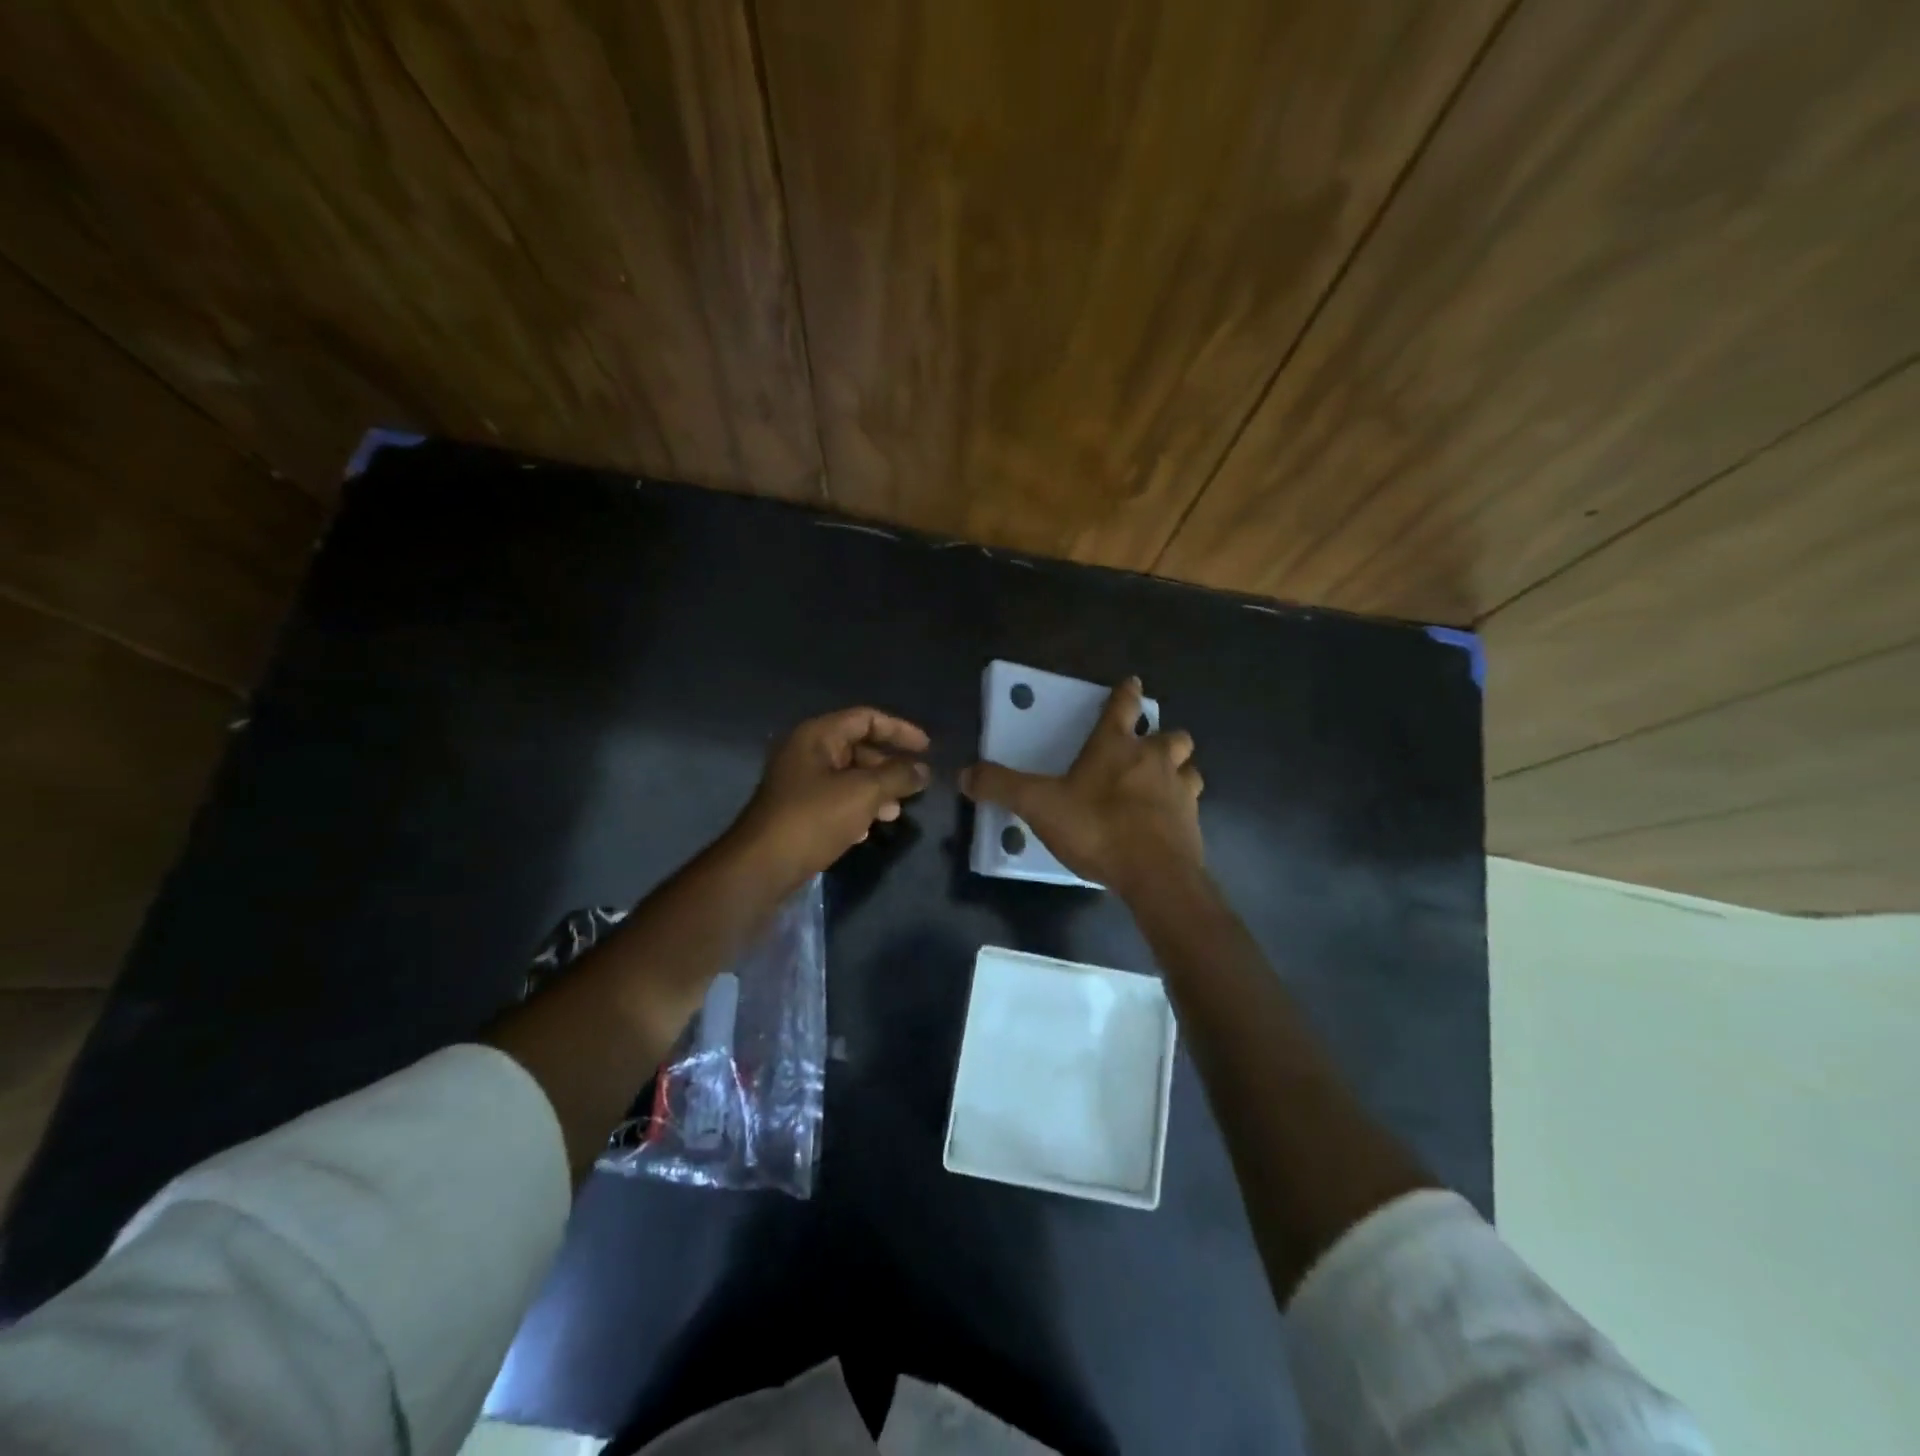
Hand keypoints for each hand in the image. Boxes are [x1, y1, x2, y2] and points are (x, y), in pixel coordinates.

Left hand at [732, 707, 931, 886]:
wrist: (762, 865)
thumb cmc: (814, 818)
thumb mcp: (863, 793)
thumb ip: (897, 776)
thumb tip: (923, 770)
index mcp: (817, 735)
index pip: (866, 718)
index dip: (899, 730)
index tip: (927, 749)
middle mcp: (806, 752)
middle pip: (858, 747)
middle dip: (889, 766)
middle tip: (913, 786)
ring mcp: (799, 781)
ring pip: (848, 776)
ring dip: (876, 790)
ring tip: (895, 813)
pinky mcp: (797, 809)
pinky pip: (835, 799)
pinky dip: (857, 808)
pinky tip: (867, 830)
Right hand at [960, 677, 1203, 898]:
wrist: (1155, 874)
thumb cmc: (1097, 828)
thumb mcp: (1039, 805)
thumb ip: (1002, 787)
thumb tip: (964, 773)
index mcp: (1116, 747)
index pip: (1124, 707)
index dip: (1126, 693)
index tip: (1132, 682)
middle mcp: (1154, 760)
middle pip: (1172, 736)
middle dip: (1163, 736)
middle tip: (1147, 748)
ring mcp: (1179, 791)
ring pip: (1188, 768)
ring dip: (1178, 770)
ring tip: (1162, 783)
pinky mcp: (1192, 823)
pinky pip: (1191, 805)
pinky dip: (1181, 807)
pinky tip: (1167, 822)